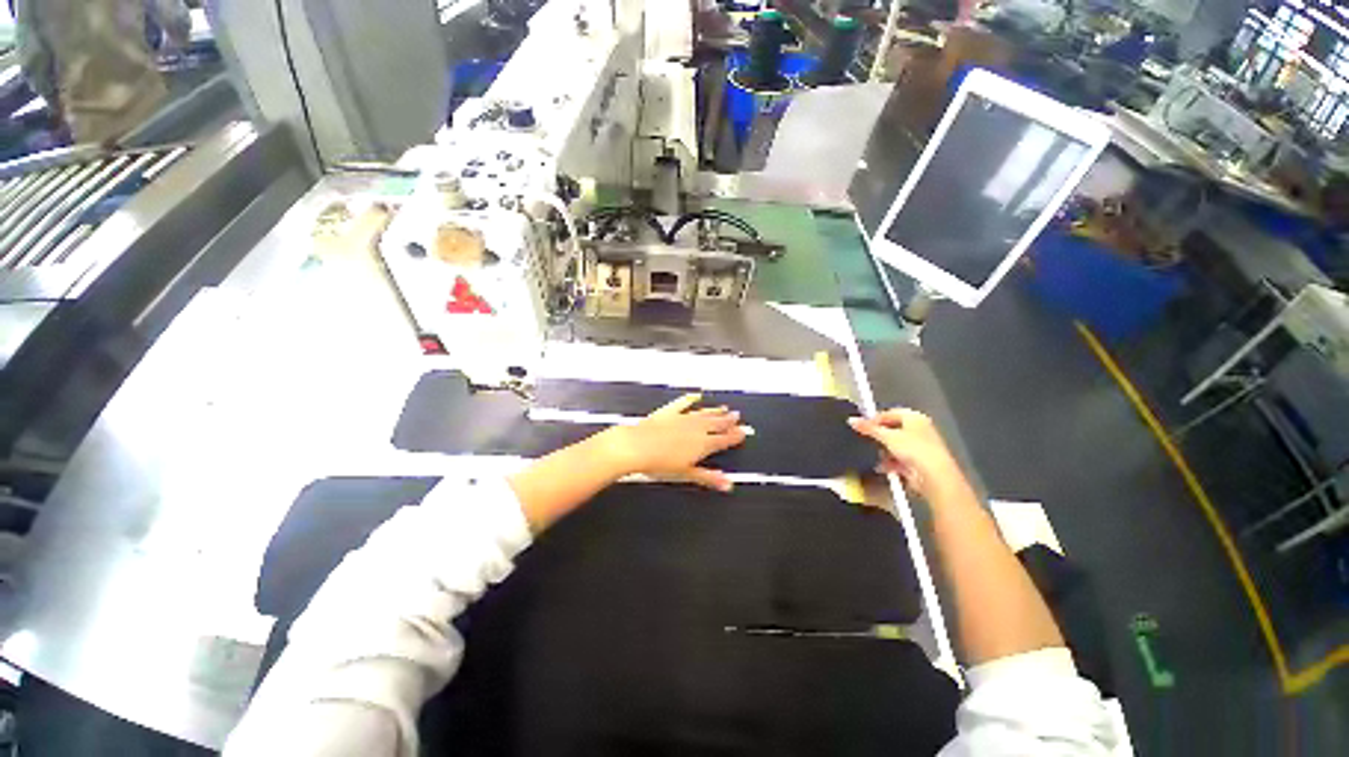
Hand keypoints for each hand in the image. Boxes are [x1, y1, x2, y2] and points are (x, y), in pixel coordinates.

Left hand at [600, 394, 746, 491]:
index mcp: (702, 444)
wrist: (636, 447)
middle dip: (728, 421)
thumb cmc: (660, 463)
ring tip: (723, 408)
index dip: (734, 436)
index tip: (742, 432)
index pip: (723, 439)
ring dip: (714, 411)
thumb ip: (708, 477)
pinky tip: (695, 395)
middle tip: (737, 417)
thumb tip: (727, 484)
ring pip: (704, 413)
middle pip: (717, 423)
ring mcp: (682, 418)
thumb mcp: (687, 474)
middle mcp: (696, 428)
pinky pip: (682, 403)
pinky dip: (690, 399)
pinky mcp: (668, 412)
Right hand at [848, 409, 967, 499]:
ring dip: (883, 451)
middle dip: (879, 437)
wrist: (934, 476)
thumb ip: (868, 428)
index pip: (889, 413)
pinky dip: (890, 462)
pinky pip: (898, 459)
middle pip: (892, 429)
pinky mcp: (917, 463)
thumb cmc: (914, 449)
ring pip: (894, 446)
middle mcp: (919, 429)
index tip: (860, 426)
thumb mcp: (887, 436)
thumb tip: (851, 420)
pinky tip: (881, 466)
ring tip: (873, 455)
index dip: (874, 419)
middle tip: (865, 440)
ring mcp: (919, 447)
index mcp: (915, 417)